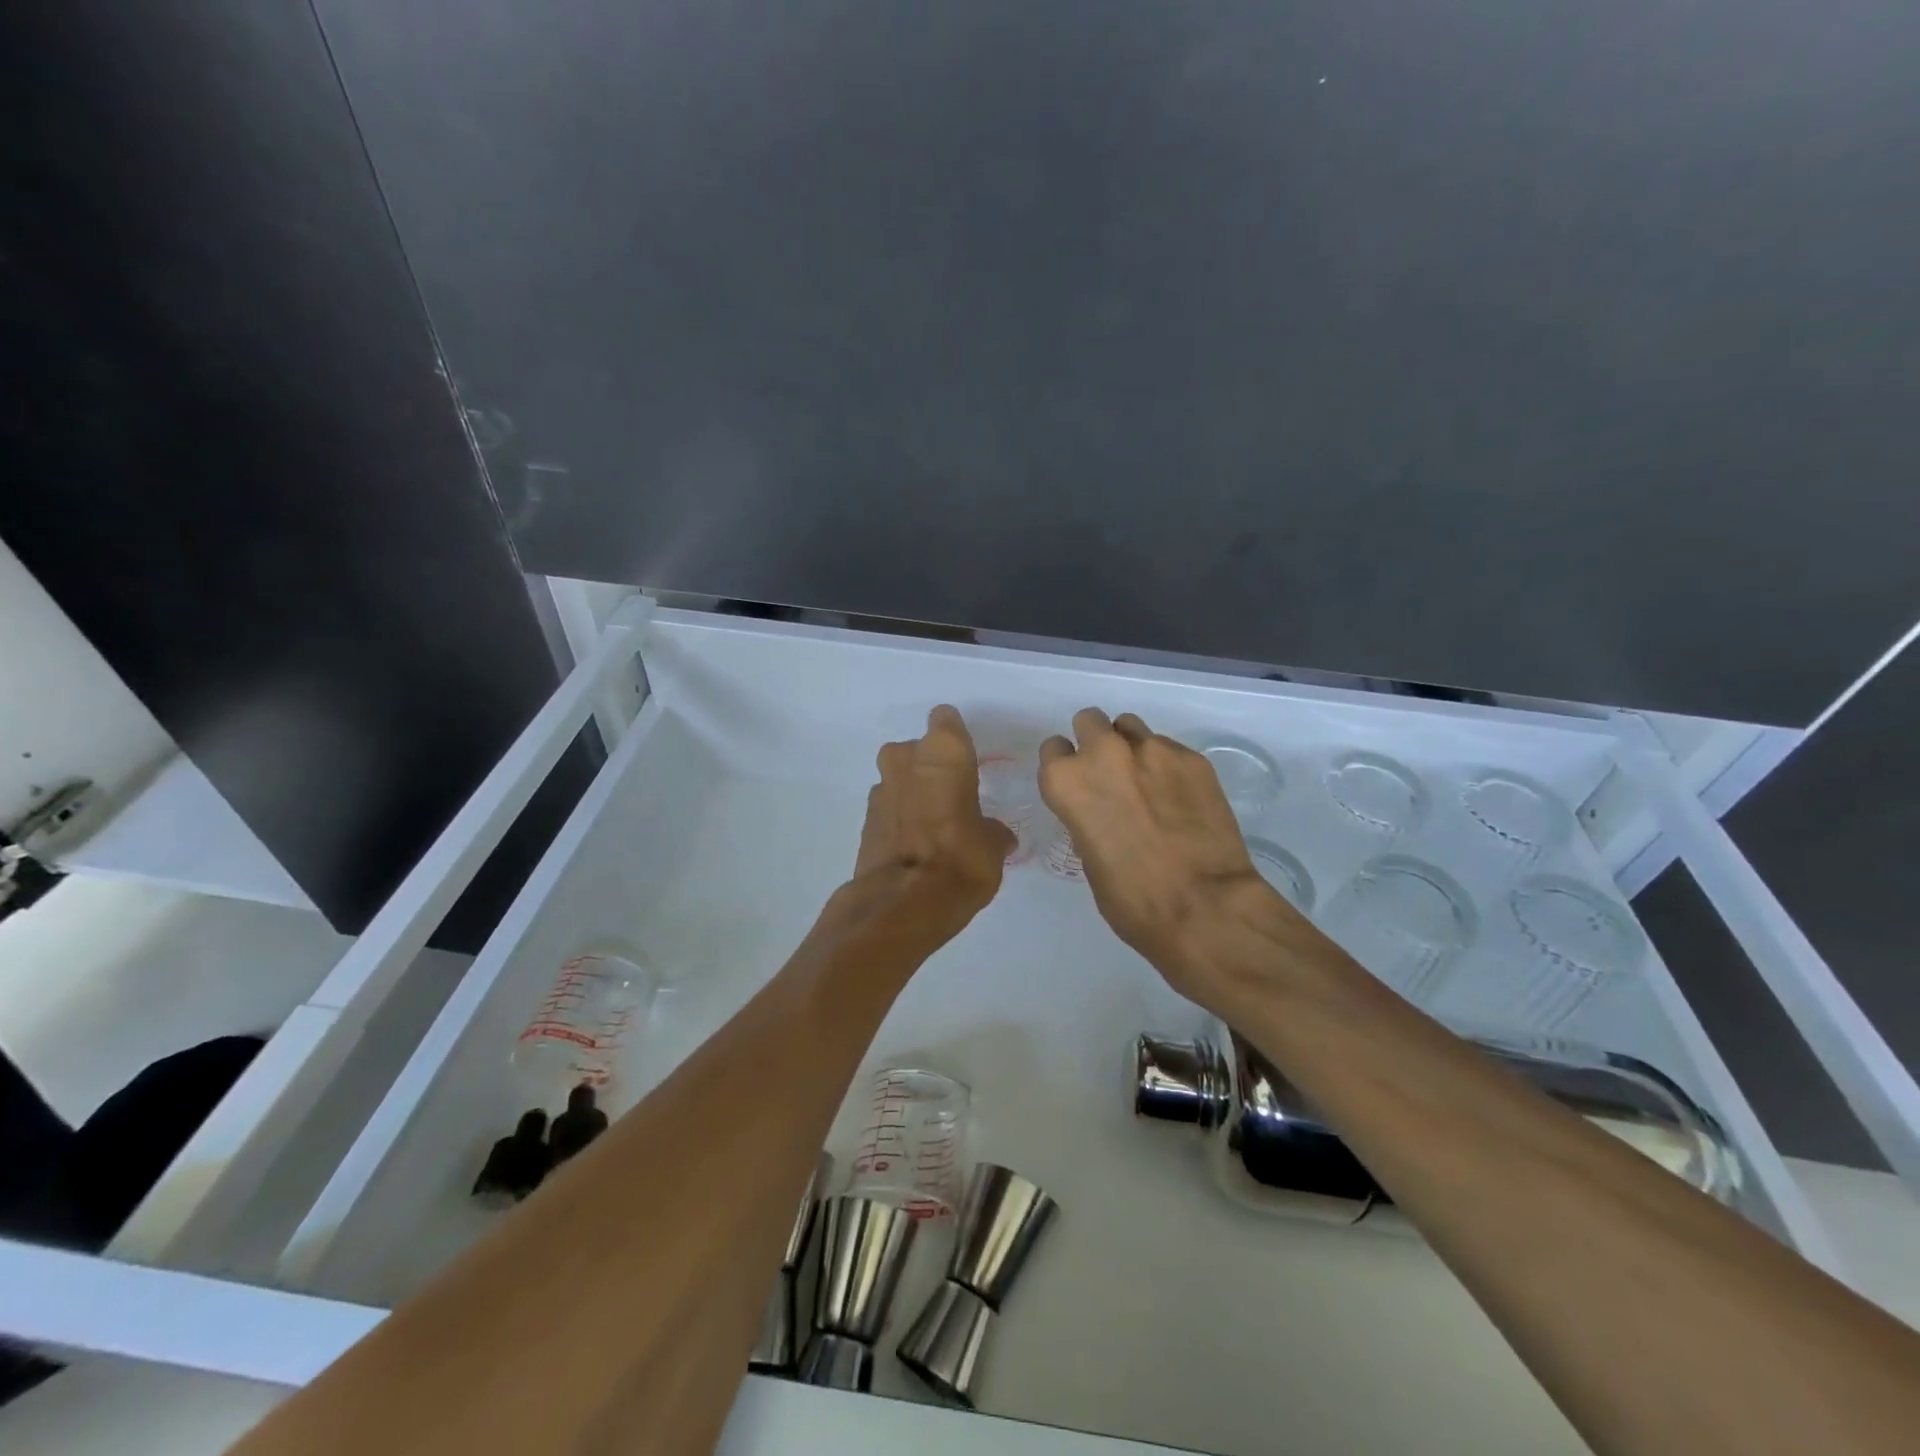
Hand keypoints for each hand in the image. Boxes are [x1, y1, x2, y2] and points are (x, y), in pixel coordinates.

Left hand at [848, 705, 1016, 945]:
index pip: (946, 720)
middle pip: (917, 749)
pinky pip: (888, 807)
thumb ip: (992, 832)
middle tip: (951, 794)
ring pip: (898, 777)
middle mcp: (907, 759)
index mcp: (945, 752)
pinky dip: (898, 817)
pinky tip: (914, 843)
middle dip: (929, 766)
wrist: (903, 902)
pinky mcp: (864, 819)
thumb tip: (996, 836)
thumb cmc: (961, 859)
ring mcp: (881, 788)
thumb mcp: (992, 847)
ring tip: (933, 823)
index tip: (965, 756)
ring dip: (912, 792)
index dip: (955, 735)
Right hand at [1040, 708, 1301, 1002]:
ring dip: (1131, 748)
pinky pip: (1169, 748)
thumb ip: (1087, 818)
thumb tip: (1102, 810)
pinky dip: (1168, 767)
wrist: (1205, 907)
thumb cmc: (1133, 900)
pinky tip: (1181, 799)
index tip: (1079, 786)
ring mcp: (1152, 750)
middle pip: (1089, 721)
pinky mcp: (1192, 758)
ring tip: (1148, 783)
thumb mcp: (1089, 859)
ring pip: (1130, 727)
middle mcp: (1105, 753)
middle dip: (1095, 742)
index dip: (1066, 767)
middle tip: (1111, 776)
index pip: (1053, 749)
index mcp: (1067, 781)